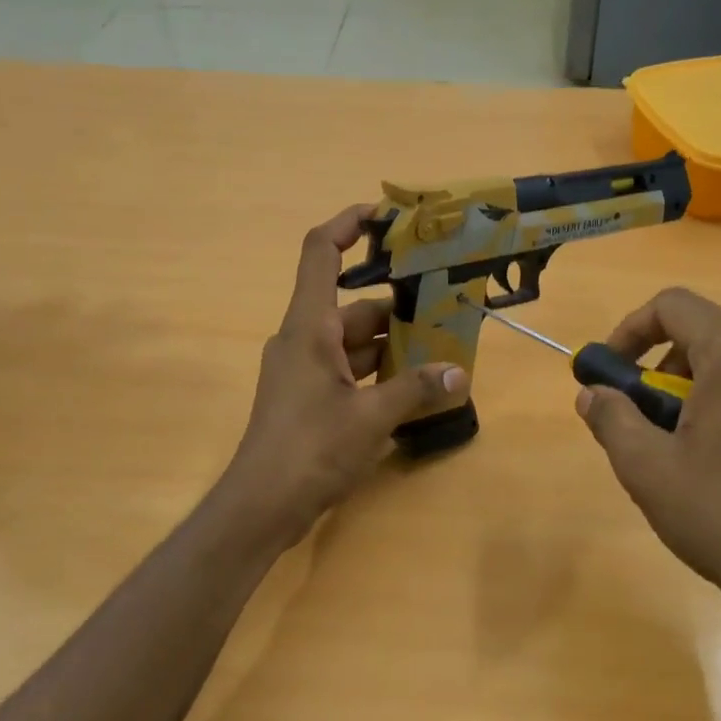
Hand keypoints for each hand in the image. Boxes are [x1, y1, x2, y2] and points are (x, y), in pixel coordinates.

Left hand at [222, 206, 465, 546]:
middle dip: (397, 307)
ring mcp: (302, 372)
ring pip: (352, 344)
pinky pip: (346, 372)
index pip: (322, 253)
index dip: (349, 224)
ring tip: (440, 351)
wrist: (262, 505)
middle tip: (444, 307)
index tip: (386, 215)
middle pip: (352, 307)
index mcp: (309, 327)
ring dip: (391, 347)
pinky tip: (412, 389)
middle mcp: (302, 340)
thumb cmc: (311, 448)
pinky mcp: (307, 400)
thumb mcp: (371, 417)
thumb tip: (458, 373)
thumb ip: (415, 389)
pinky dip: (376, 374)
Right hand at [576, 288, 720, 636]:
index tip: (608, 375)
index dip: (628, 332)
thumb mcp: (645, 466)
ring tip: (673, 446)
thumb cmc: (719, 513)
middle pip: (700, 333)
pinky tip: (711, 456)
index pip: (672, 306)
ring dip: (686, 388)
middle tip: (639, 421)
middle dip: (656, 368)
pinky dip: (719, 402)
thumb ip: (610, 417)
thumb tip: (591, 394)